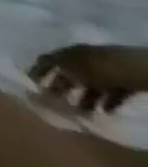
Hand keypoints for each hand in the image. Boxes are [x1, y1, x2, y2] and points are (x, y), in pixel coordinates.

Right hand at [29, 43, 147, 113]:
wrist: (137, 70)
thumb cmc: (99, 68)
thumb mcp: (73, 71)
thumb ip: (57, 76)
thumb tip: (42, 83)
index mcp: (65, 53)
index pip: (45, 61)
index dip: (36, 72)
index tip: (30, 84)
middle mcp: (80, 59)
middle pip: (67, 74)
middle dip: (61, 88)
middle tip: (56, 103)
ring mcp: (101, 71)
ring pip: (88, 86)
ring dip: (84, 99)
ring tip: (81, 113)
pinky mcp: (119, 83)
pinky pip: (109, 93)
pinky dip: (105, 102)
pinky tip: (104, 112)